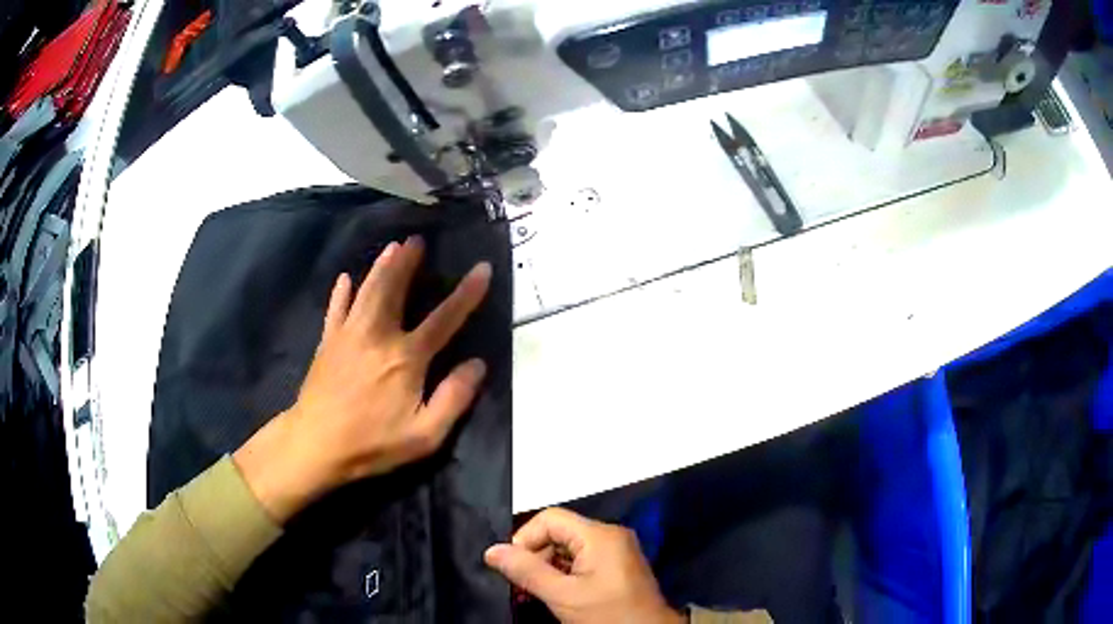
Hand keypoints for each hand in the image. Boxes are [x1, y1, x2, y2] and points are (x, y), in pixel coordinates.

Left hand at [233, 236, 491, 521]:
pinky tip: (345, 279)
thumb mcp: (425, 435)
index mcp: (406, 358)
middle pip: (395, 290)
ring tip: (391, 246)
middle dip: (408, 263)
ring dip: (380, 267)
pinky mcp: (328, 343)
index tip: (482, 269)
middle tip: (417, 239)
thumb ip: (454, 398)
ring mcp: (349, 335)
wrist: (316, 445)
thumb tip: (477, 364)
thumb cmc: (372, 444)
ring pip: (367, 291)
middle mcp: (378, 336)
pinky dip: (341, 293)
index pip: (444, 319)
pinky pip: (336, 310)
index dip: (466, 294)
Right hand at [485, 508, 683, 623]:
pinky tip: (553, 594)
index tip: (512, 567)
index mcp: (600, 535)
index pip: (550, 518)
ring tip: (532, 593)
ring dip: (546, 568)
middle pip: (559, 533)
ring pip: (568, 548)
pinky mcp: (617, 566)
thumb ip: (526, 571)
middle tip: (521, 585)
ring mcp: (616, 551)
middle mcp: (610, 535)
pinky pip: (582, 560)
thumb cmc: (607, 615)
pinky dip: (563, 574)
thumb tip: (491, 551)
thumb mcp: (562, 596)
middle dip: (535, 557)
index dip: (525, 539)